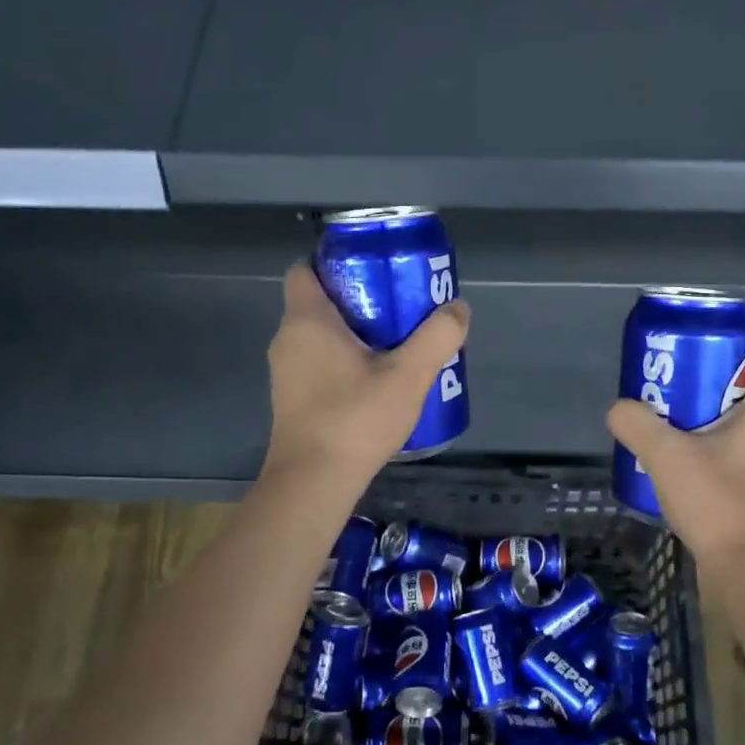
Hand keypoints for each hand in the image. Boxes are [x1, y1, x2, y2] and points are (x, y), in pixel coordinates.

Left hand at [262, 263, 470, 487]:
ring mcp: (286, 372)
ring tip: (395, 344)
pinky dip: (342, 361)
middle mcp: (288, 339)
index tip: (372, 270)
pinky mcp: (292, 399)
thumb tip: (458, 308)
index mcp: (308, 321)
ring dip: (352, 334)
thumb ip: (437, 338)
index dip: (334, 262)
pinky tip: (375, 381)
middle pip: (318, 302)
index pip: (305, 270)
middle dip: (357, 299)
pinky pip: (317, 363)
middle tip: (399, 307)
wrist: (313, 482)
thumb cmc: (355, 419)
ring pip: (318, 336)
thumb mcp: (408, 376)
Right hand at [606, 359, 744, 570]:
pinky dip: (722, 465)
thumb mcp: (665, 456)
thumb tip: (620, 409)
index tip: (712, 370)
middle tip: (679, 404)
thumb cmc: (717, 501)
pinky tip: (688, 479)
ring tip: (677, 442)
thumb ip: (636, 424)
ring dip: (717, 434)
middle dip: (718, 398)